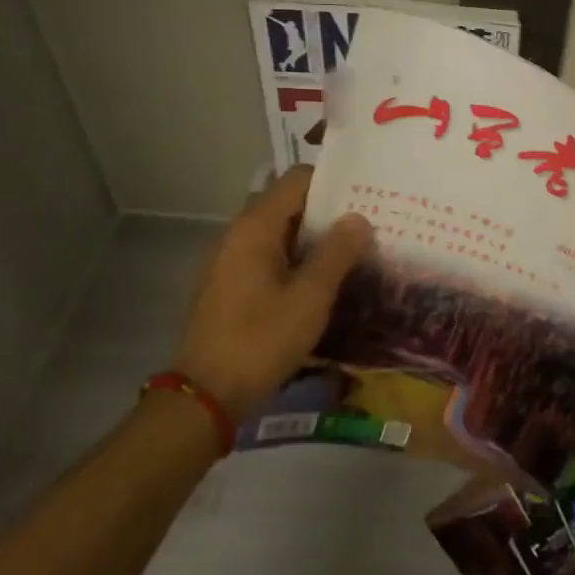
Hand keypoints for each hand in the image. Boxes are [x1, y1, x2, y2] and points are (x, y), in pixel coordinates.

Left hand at [170, 166, 371, 418]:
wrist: (206, 394)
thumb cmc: (261, 340)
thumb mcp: (310, 297)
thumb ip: (337, 253)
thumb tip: (358, 218)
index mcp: (255, 227)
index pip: (297, 180)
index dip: (333, 182)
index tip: (366, 196)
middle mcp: (238, 233)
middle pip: (287, 203)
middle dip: (327, 211)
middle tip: (367, 224)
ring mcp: (229, 259)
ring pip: (278, 232)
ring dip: (313, 237)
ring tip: (352, 250)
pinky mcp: (229, 284)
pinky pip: (267, 255)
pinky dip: (295, 258)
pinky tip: (320, 280)